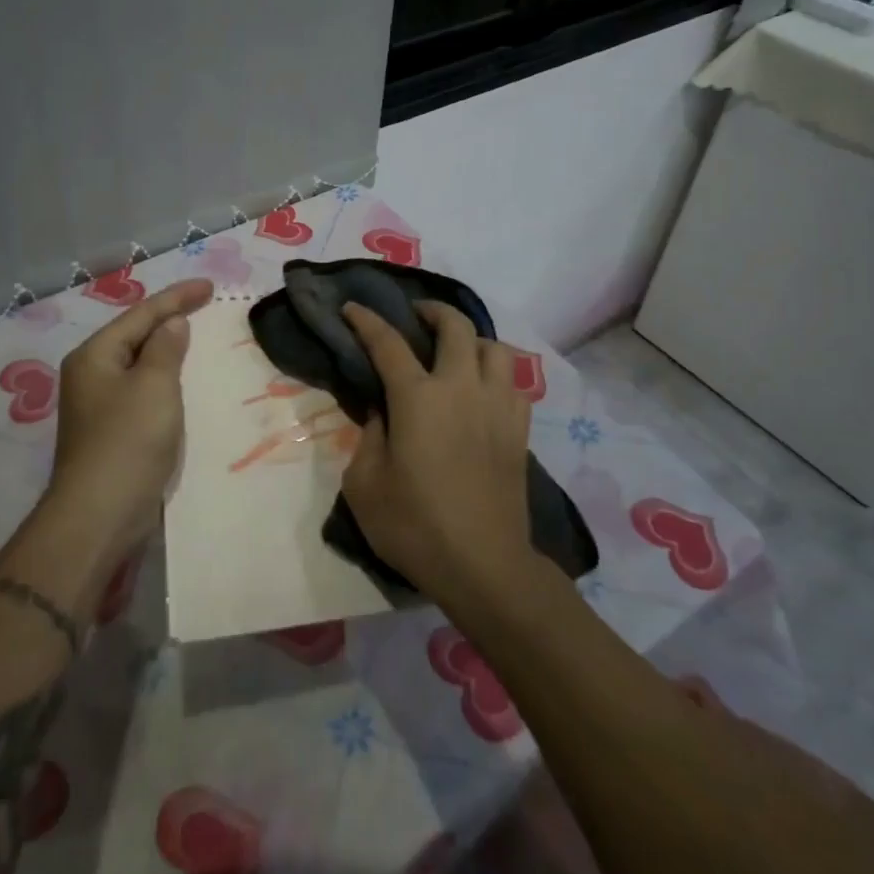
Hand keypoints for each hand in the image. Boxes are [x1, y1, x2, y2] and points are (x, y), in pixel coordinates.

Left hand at [45, 278, 213, 557]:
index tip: (209, 286)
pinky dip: (165, 380)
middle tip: (205, 306)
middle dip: (169, 319)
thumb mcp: (154, 385)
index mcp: (95, 355)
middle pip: (135, 335)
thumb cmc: (128, 441)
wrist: (100, 515)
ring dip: (168, 350)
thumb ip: (165, 348)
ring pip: (139, 364)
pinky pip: (143, 390)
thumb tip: (171, 324)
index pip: (141, 314)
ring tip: (198, 336)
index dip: (177, 297)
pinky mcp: (111, 431)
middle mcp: (91, 374)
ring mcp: (99, 405)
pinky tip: (183, 382)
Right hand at [338, 300, 535, 602]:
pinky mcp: (519, 430)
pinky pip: (513, 382)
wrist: (484, 566)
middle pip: (455, 326)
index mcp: (418, 397)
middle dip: (433, 311)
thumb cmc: (415, 526)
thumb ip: (370, 437)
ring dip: (472, 339)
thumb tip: (384, 413)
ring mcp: (497, 406)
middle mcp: (462, 388)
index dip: (367, 321)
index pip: (388, 343)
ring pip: (494, 347)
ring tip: (456, 351)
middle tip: (416, 316)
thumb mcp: (365, 484)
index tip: (353, 308)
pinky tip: (482, 390)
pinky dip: (496, 374)